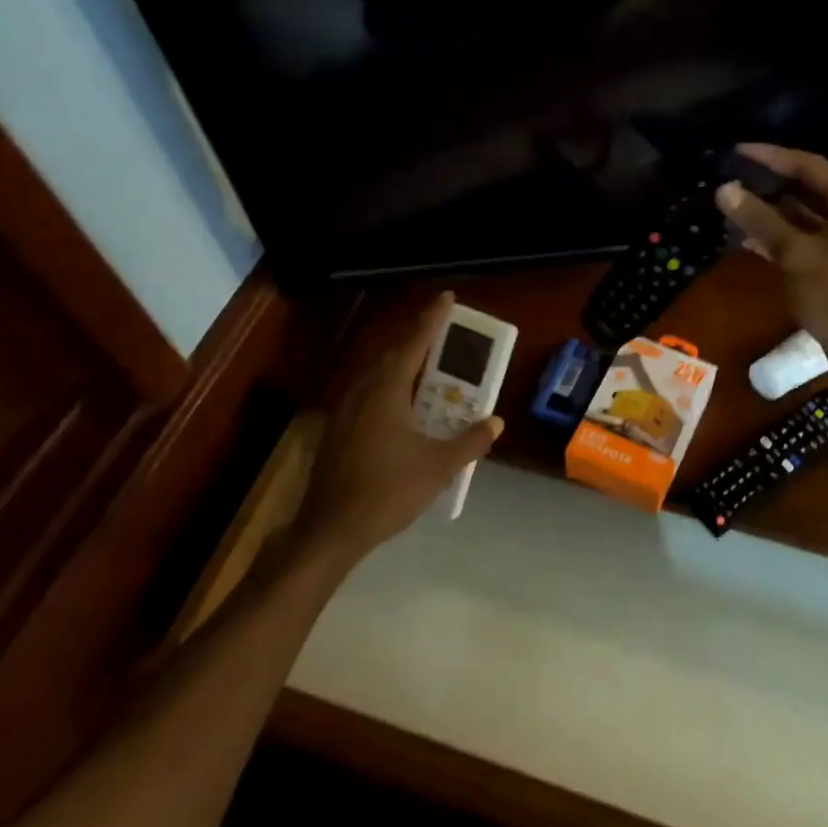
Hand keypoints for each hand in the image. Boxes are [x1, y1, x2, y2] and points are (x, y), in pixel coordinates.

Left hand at [296, 292, 503, 563]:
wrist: (331, 529)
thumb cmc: (388, 491)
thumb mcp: (439, 467)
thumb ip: (470, 441)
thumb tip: (496, 423)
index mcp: (387, 390)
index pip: (414, 342)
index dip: (433, 318)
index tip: (447, 297)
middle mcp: (363, 391)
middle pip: (393, 354)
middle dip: (418, 341)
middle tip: (445, 337)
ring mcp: (345, 411)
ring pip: (377, 375)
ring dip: (403, 366)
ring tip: (428, 370)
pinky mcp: (337, 430)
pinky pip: (368, 394)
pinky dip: (389, 389)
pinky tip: (401, 409)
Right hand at [714, 143, 827, 361]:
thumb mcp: (796, 254)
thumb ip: (760, 219)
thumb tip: (724, 188)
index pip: (809, 166)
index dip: (771, 157)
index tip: (737, 151)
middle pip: (808, 188)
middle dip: (770, 184)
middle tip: (734, 175)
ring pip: (805, 215)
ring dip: (772, 212)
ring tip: (734, 205)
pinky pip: (806, 238)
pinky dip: (781, 237)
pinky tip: (749, 240)